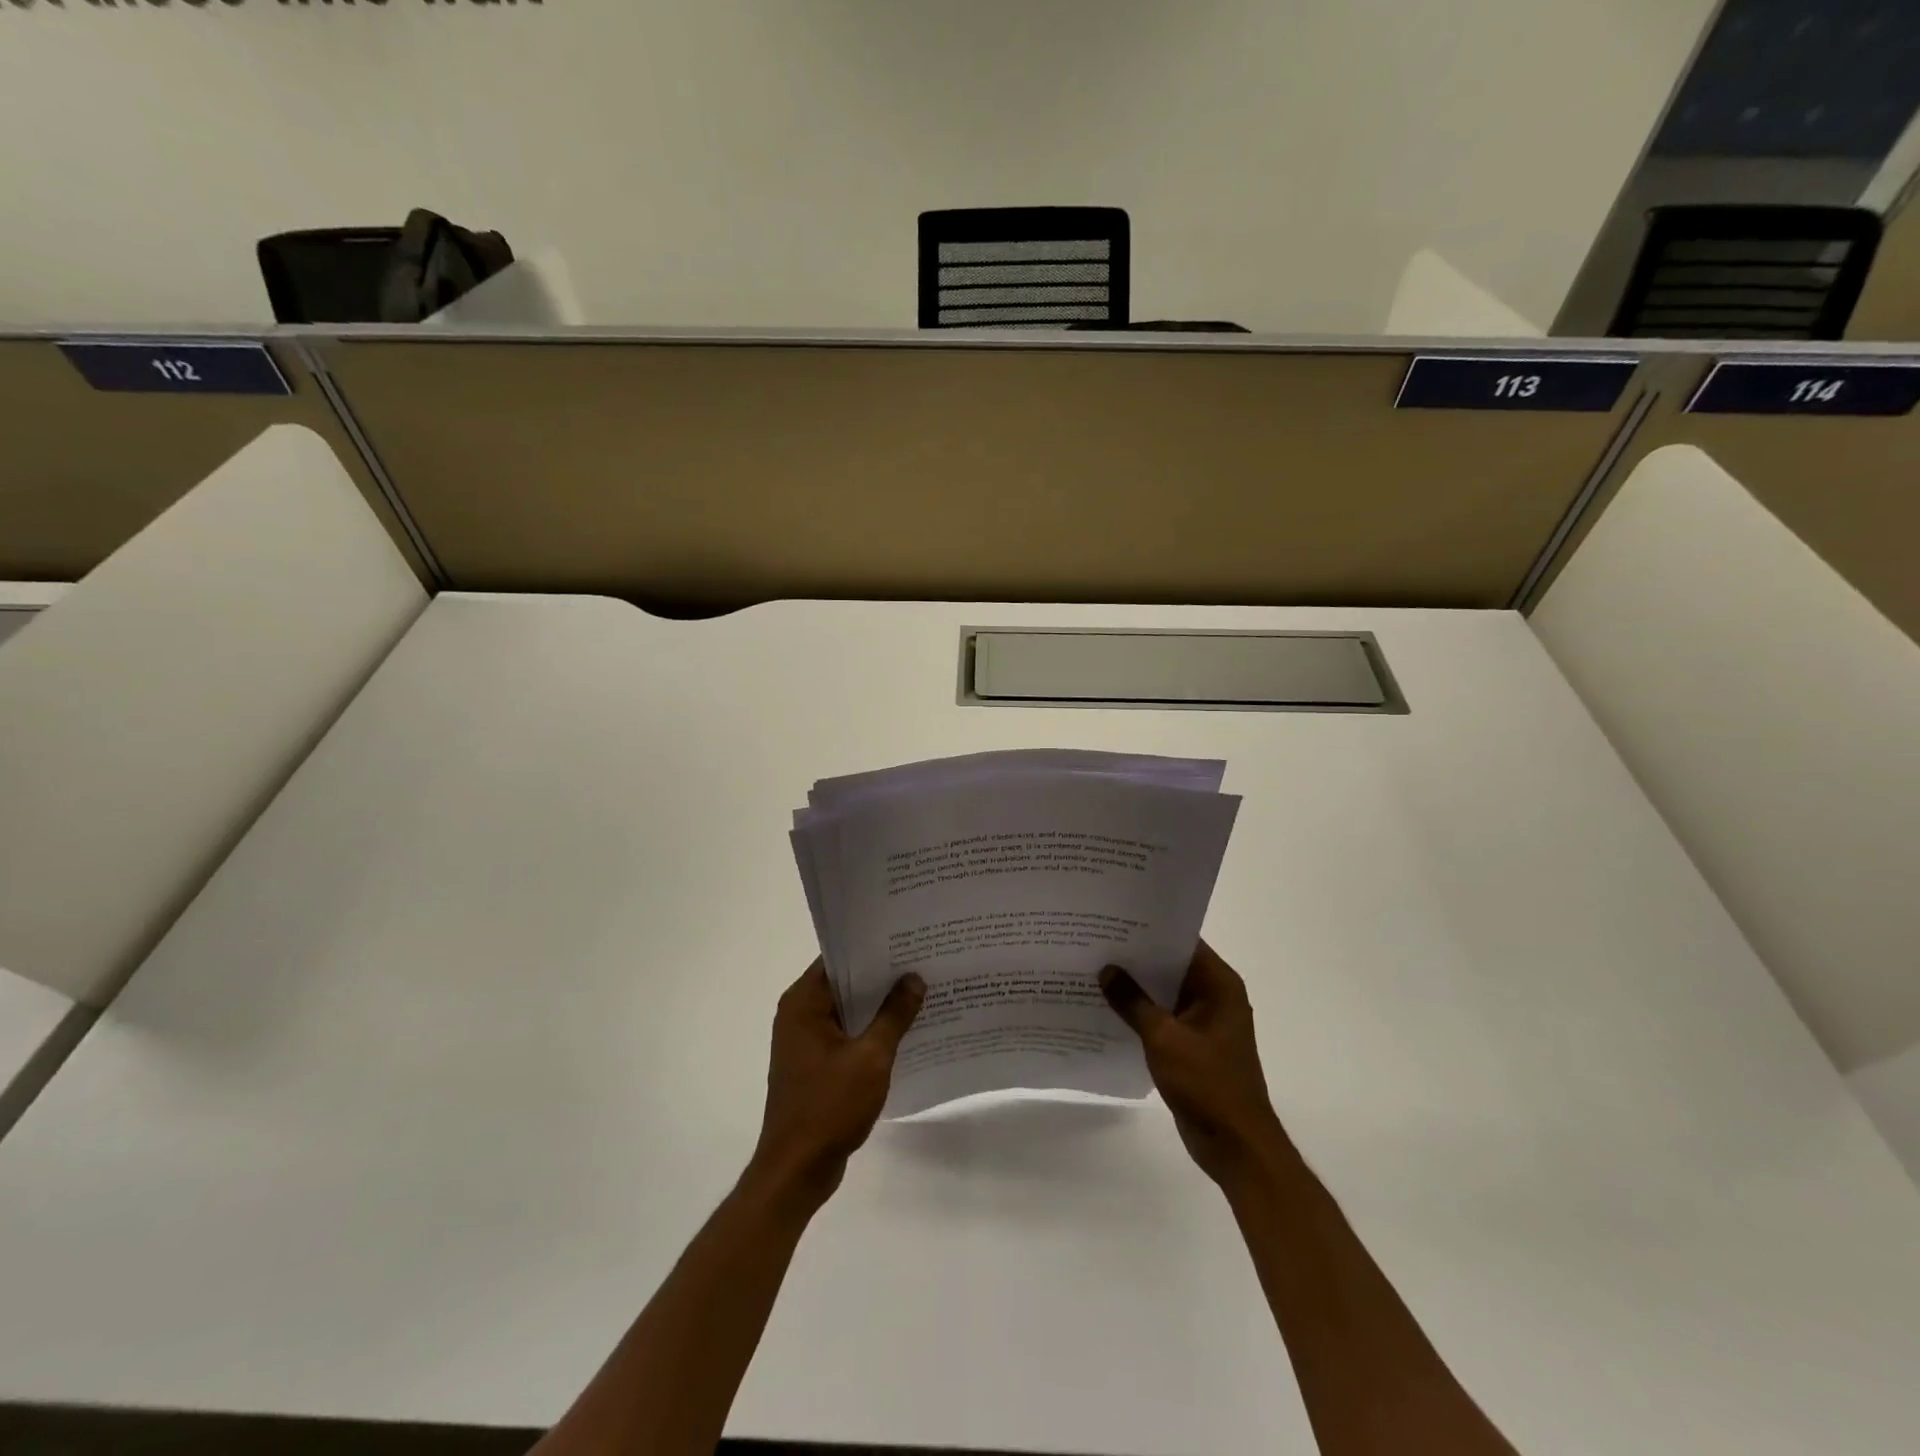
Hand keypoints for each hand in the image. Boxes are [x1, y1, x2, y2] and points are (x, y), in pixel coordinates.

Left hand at [750, 960, 924, 1207]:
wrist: (797, 1170)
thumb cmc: (829, 1106)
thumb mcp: (871, 1057)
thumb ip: (894, 1015)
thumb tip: (914, 978)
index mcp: (803, 1003)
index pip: (839, 959)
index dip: (872, 948)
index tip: (906, 939)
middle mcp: (799, 1014)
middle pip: (844, 982)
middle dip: (881, 975)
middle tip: (922, 961)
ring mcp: (805, 1041)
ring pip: (848, 1010)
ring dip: (878, 1005)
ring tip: (921, 991)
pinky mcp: (815, 1064)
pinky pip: (847, 1034)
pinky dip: (870, 1030)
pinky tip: (905, 1031)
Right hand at [1101, 941, 1286, 1188]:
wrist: (1235, 1145)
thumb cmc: (1206, 1083)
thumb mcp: (1163, 1038)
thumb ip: (1133, 1002)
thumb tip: (1106, 970)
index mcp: (1219, 984)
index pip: (1182, 941)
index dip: (1149, 929)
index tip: (1114, 918)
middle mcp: (1215, 996)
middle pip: (1171, 964)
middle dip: (1136, 956)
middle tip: (1095, 940)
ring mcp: (1204, 1021)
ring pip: (1164, 992)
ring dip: (1136, 986)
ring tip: (1094, 968)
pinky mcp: (1193, 1044)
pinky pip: (1163, 1017)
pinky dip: (1140, 1012)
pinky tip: (1107, 1008)